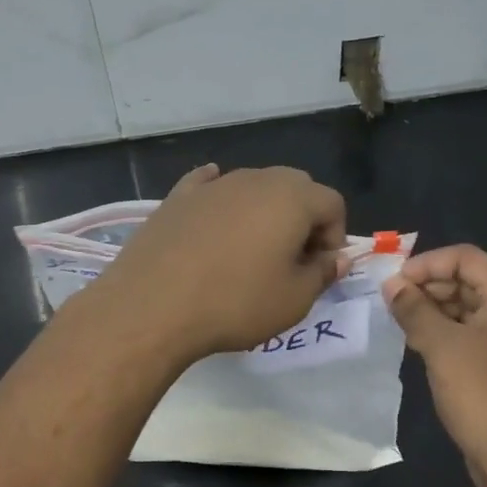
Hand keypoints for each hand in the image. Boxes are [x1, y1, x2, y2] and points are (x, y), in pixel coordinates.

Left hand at [100, 164, 347, 361]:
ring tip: (250, 254)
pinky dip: (221, 200)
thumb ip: (322, 274)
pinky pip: (209, 187)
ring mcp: (212, 185)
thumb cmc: (235, 303)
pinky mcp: (177, 197)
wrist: (152, 306)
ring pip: (253, 187)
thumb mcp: (294, 300)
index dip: (334, 237)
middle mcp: (255, 179)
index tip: (318, 270)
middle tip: (290, 260)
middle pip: (295, 188)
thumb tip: (334, 258)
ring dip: (263, 213)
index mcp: (292, 198)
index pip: (332, 203)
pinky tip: (215, 215)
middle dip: (302, 220)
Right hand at [384, 245, 486, 486]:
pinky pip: (470, 337)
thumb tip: (391, 285)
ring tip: (401, 326)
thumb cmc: (484, 392)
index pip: (465, 257)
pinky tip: (419, 348)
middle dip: (427, 287)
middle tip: (392, 305)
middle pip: (466, 281)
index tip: (394, 284)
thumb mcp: (442, 347)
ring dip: (433, 312)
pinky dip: (444, 335)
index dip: (427, 264)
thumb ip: (414, 310)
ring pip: (466, 310)